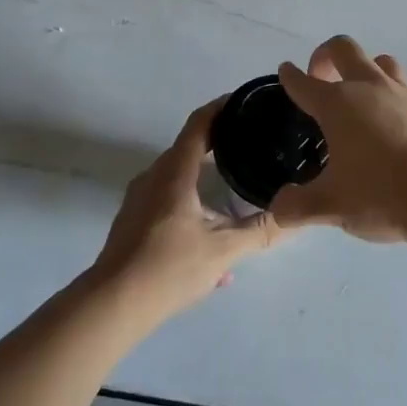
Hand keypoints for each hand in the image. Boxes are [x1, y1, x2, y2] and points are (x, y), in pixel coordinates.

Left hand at [88, 97, 283, 327]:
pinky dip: (190, 201)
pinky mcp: (132, 219)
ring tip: (233, 190)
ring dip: (204, 178)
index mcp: (175, 173)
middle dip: (218, 143)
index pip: (199, 124)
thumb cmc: (168, 268)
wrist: (112, 304)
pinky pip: (166, 197)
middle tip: (250, 145)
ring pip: (177, 176)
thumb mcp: (223, 251)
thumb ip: (260, 232)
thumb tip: (294, 216)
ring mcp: (138, 198)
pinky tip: (208, 236)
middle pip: (188, 147)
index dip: (220, 108)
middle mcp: (154, 176)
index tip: (243, 101)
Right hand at [269, 36, 406, 244]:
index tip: (285, 71)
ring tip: (355, 92)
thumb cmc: (380, 193)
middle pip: (343, 49)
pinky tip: (385, 118)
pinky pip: (400, 83)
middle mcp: (366, 87)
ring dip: (362, 68)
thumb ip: (298, 206)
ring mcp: (399, 93)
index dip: (290, 76)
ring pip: (378, 60)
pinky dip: (386, 90)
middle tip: (319, 77)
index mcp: (337, 104)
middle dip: (325, 55)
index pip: (304, 82)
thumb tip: (278, 210)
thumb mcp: (331, 205)